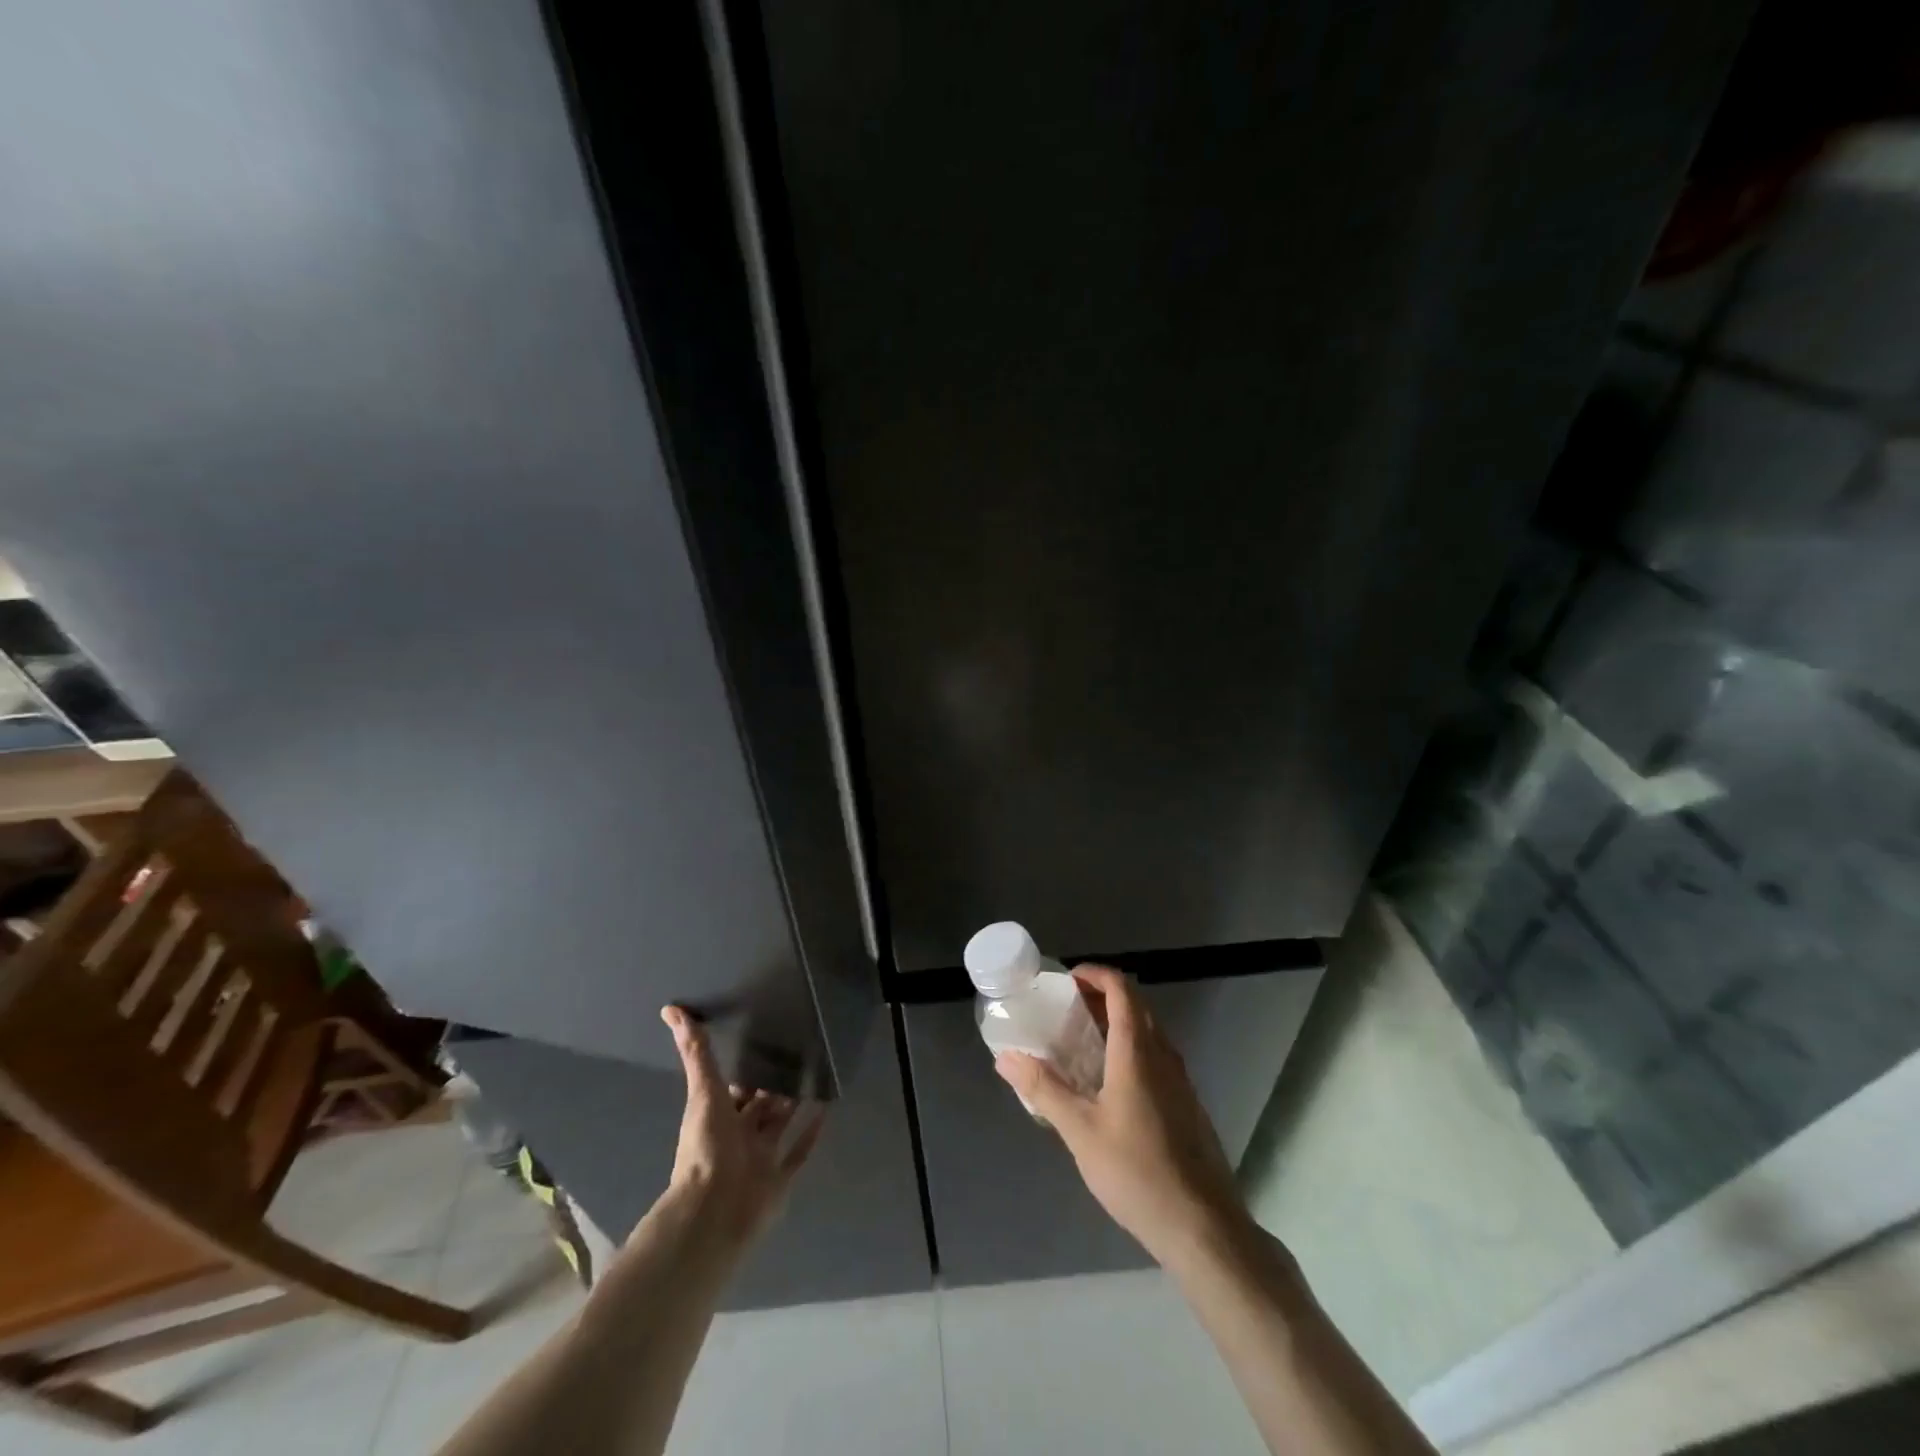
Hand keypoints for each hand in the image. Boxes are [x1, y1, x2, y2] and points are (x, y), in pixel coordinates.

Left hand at [660, 1005, 823, 1246]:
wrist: (716, 1211)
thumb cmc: (707, 1148)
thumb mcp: (703, 1092)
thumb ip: (695, 1053)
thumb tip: (671, 1010)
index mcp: (717, 1118)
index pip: (733, 1089)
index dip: (746, 1068)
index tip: (764, 1040)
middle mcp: (738, 1137)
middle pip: (758, 1107)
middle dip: (773, 1085)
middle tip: (798, 1053)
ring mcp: (760, 1159)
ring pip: (779, 1126)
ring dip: (794, 1105)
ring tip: (816, 1074)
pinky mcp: (780, 1179)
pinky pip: (798, 1153)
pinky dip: (811, 1133)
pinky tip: (826, 1111)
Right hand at [996, 965, 1250, 1266]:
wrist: (1203, 1226)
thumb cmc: (1137, 1172)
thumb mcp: (1080, 1131)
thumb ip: (1043, 1089)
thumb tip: (1006, 1057)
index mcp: (1137, 1051)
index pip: (1121, 989)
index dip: (1095, 974)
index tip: (1066, 981)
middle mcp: (1163, 1055)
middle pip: (1135, 1006)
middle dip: (1101, 996)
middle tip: (1067, 1008)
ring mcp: (1180, 1080)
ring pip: (1148, 1031)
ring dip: (1117, 1022)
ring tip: (1082, 1041)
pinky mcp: (1187, 1104)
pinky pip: (1156, 1057)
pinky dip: (1131, 1048)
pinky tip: (1110, 1083)